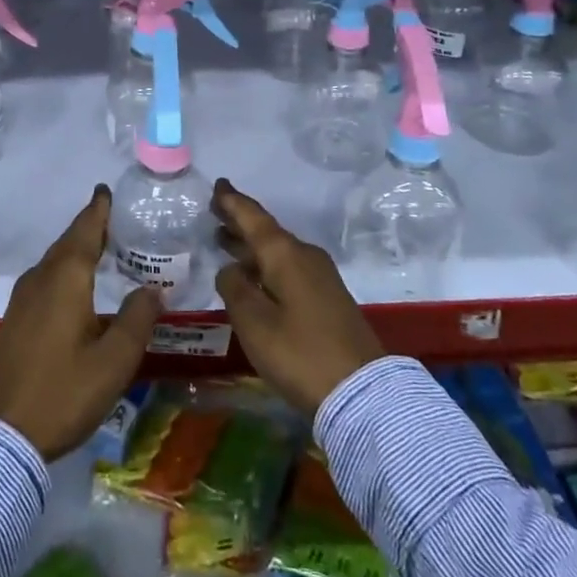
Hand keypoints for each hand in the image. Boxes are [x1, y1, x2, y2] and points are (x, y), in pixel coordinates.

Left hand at [0, 185, 163, 459]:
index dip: (97, 210)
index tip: (105, 190)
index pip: (85, 231)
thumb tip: (153, 289)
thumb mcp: (113, 361)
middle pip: (68, 243)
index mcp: (65, 279)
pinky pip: (45, 279)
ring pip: (54, 261)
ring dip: (76, 249)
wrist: (1, 435)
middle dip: (89, 227)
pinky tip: (75, 287)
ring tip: (100, 247)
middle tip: (112, 217)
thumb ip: (137, 320)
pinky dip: (64, 270)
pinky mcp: (15, 320)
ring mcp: (22, 299)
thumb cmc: (63, 392)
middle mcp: (40, 279)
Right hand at [213, 178, 384, 416]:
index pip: (253, 217)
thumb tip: (230, 269)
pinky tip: (253, 277)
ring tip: (225, 241)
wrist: (362, 392)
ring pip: (277, 252)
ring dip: (251, 246)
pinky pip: (288, 268)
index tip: (218, 184)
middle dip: (240, 223)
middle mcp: (304, 256)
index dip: (232, 202)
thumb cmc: (300, 353)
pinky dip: (265, 265)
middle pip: (266, 232)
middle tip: (214, 212)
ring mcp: (320, 277)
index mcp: (285, 254)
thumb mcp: (254, 322)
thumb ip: (234, 289)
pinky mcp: (327, 298)